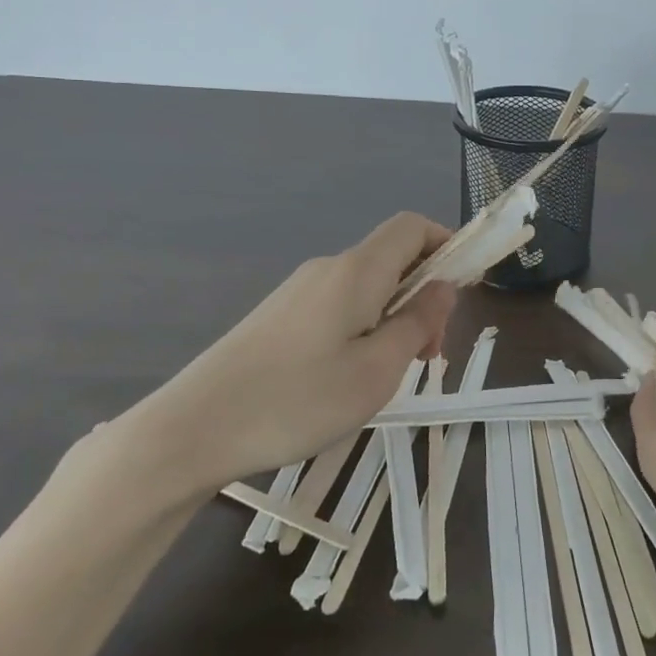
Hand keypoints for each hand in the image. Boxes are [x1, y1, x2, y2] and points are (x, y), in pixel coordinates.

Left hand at [126, 212, 456, 496]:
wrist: (193, 429)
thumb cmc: (297, 400)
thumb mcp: (376, 370)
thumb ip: (417, 322)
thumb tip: (443, 286)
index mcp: (357, 271)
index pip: (412, 226)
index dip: (446, 244)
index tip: (461, 291)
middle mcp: (328, 269)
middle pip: (392, 258)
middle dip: (423, 296)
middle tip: (426, 356)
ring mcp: (298, 291)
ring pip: (367, 287)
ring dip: (394, 318)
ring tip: (388, 376)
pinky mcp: (278, 316)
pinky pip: (339, 306)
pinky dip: (363, 328)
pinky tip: (349, 378)